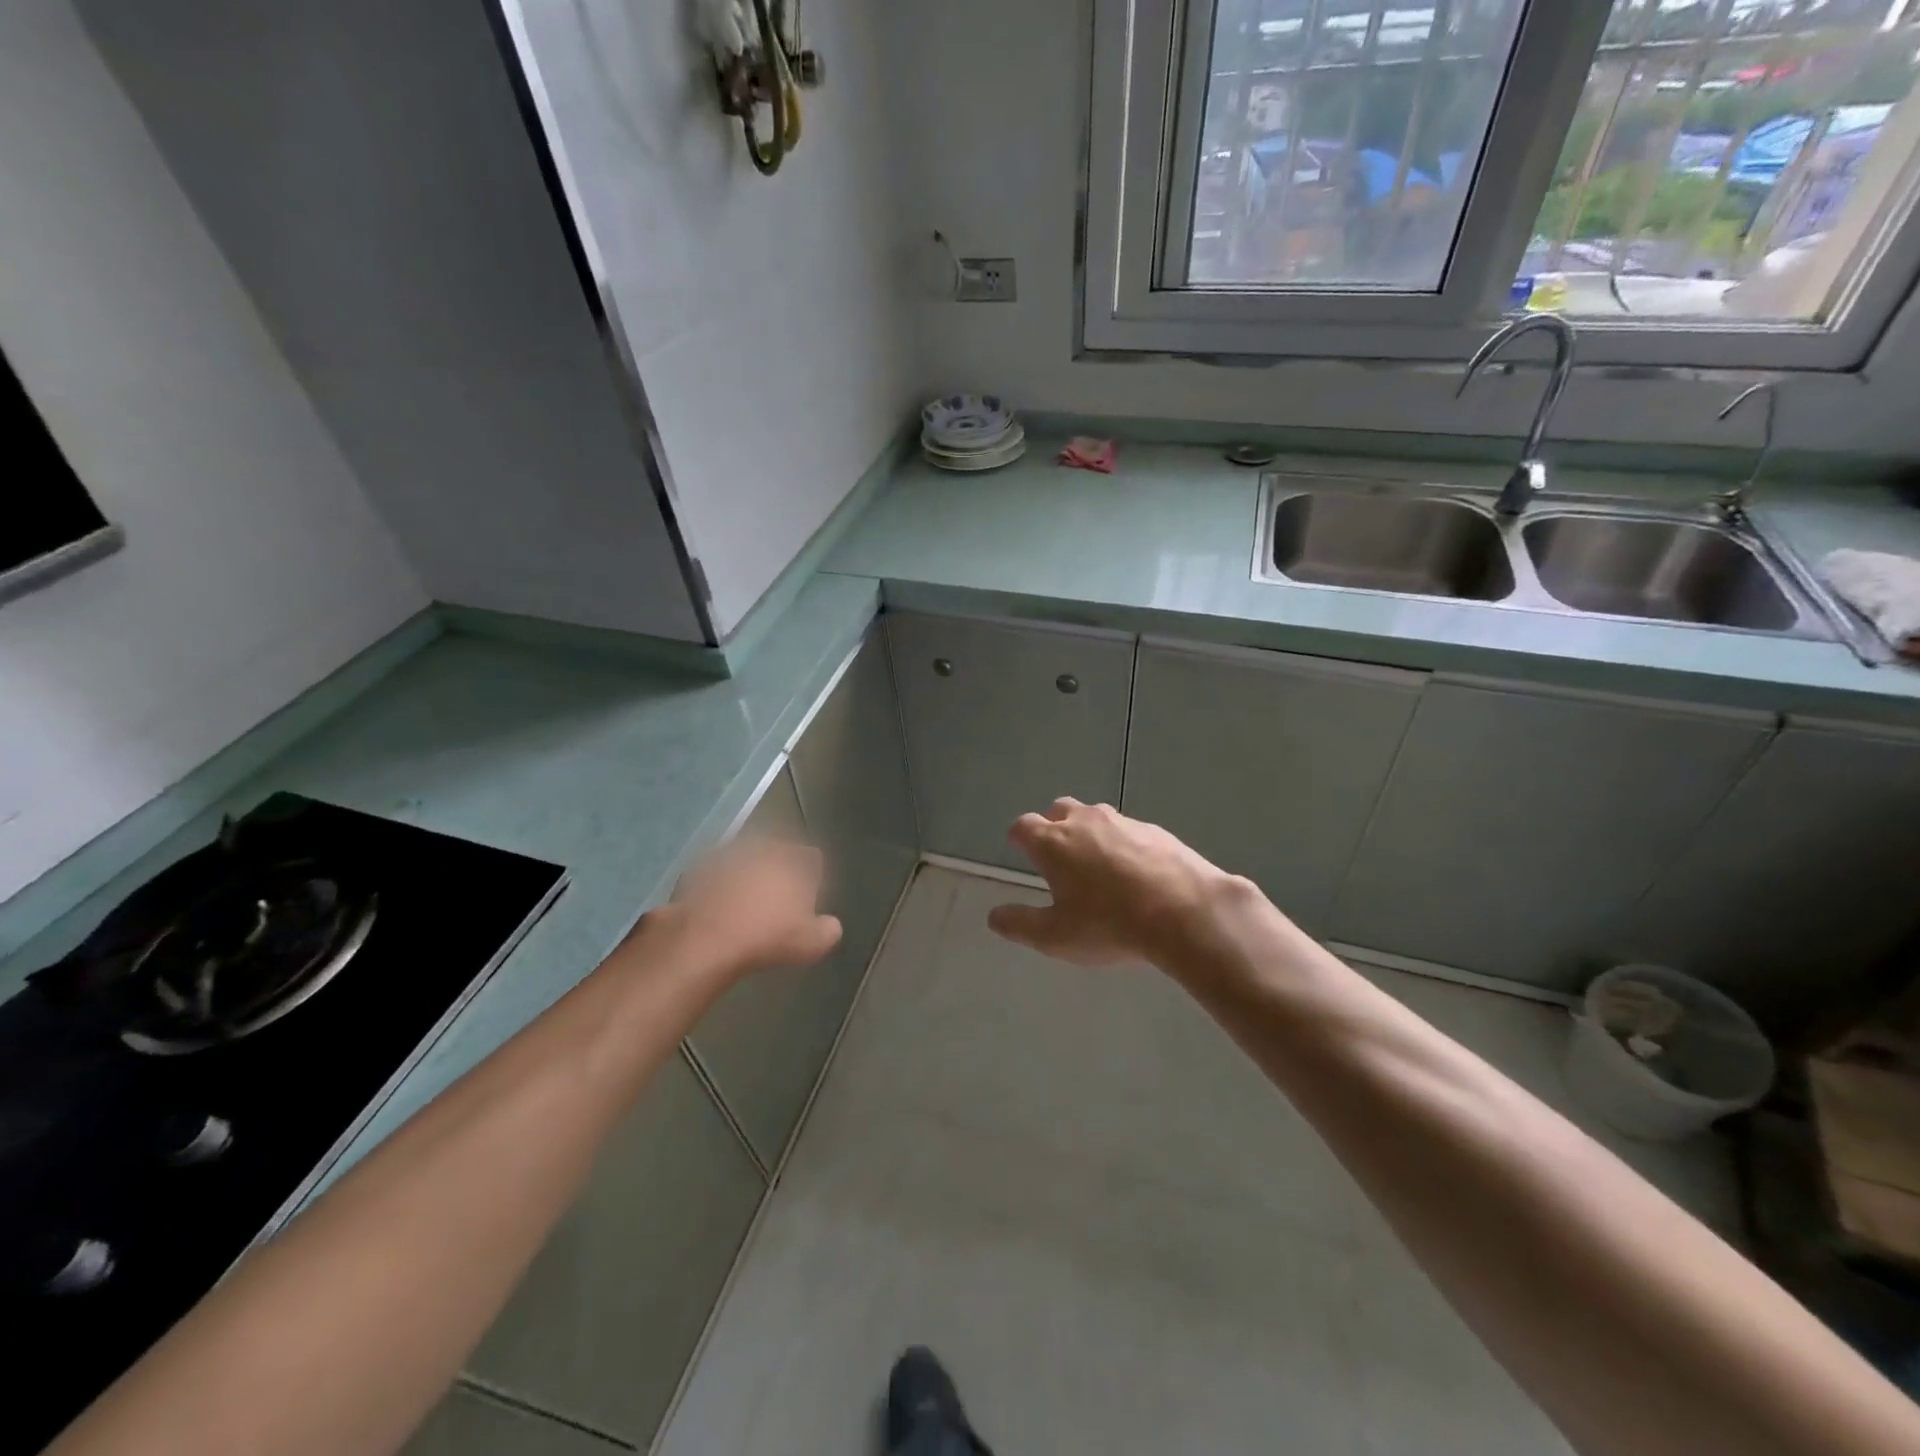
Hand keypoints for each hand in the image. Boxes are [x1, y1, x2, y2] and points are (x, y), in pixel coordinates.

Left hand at [658, 837, 842, 979]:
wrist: (705, 940)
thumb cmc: (767, 937)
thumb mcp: (812, 944)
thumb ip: (828, 930)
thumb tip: (830, 925)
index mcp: (794, 861)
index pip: (812, 858)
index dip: (812, 877)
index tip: (807, 899)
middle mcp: (763, 849)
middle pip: (778, 854)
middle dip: (779, 872)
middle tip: (776, 902)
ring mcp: (727, 855)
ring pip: (745, 861)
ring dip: (747, 877)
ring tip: (744, 906)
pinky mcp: (697, 869)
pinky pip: (715, 875)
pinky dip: (718, 886)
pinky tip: (717, 910)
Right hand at [987, 798, 1246, 967]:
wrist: (1185, 911)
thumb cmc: (1110, 924)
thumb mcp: (1056, 936)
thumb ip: (1020, 924)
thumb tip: (994, 916)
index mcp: (1053, 843)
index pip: (1023, 826)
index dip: (1018, 837)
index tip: (1019, 849)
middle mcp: (1084, 821)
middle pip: (1059, 810)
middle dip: (1054, 827)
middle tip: (1059, 857)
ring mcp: (1123, 821)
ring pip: (1096, 817)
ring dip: (1090, 834)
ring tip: (1100, 867)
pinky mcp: (1156, 830)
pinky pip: (1129, 830)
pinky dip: (1124, 844)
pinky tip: (1137, 873)